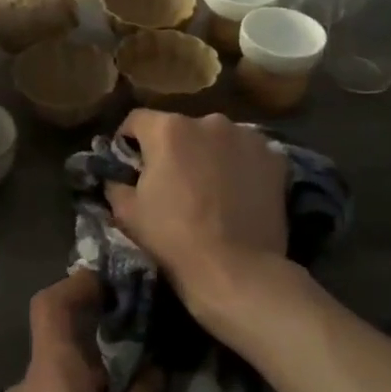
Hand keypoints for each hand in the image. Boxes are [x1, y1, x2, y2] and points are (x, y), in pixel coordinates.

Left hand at [0, 273, 162, 391]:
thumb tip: (148, 374)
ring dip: (97, 391)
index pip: (50, 306)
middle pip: (63, 349)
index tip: (113, 285)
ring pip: (60, 386)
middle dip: (106, 353)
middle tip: (153, 372)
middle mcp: (25, 391)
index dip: (77, 285)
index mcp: (52, 379)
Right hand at [105, 110, 288, 329]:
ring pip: (216, 139)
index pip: (136, 120)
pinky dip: (240, 167)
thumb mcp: (127, 213)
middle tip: (173, 182)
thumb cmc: (173, 238)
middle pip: (181, 128)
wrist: (236, 271)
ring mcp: (247, 137)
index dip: (128, 141)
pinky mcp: (274, 158)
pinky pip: (247, 155)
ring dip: (208, 154)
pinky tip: (238, 193)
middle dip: (174, 149)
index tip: (130, 165)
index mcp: (168, 129)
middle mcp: (208, 121)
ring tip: (210, 189)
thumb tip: (116, 176)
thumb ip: (115, 184)